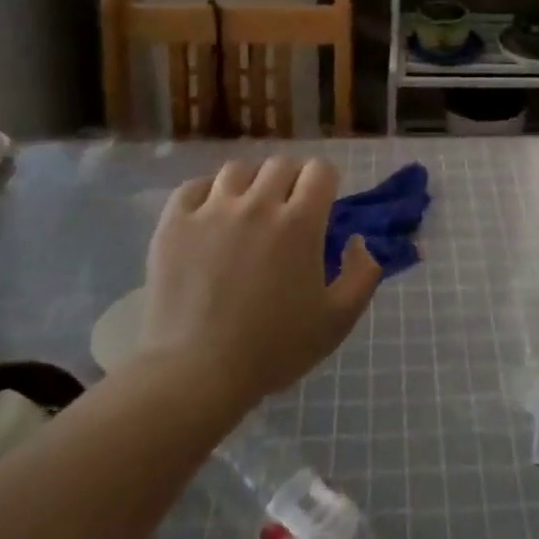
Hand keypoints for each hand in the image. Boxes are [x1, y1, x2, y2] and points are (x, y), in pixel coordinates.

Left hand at [137, 157, 381, 407]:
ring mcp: (211, 210)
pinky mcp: (174, 222)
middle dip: (291, 181)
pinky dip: (207, 193)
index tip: (321, 204)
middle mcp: (257, 204)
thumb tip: (357, 240)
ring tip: (247, 209)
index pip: (320, 170)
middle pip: (281, 165)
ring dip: (250, 184)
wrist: (194, 374)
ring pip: (238, 170)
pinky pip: (194, 186)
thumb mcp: (337, 321)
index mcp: (299, 222)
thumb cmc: (272, 350)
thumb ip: (363, 274)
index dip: (325, 183)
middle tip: (286, 210)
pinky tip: (210, 215)